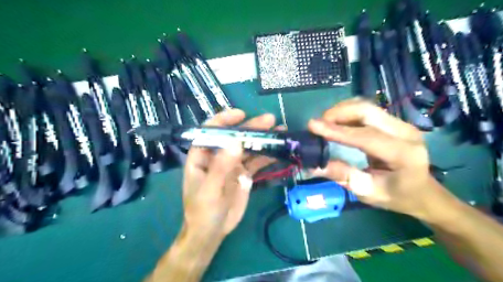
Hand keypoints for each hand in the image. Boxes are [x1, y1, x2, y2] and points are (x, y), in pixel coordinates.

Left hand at [182, 109, 273, 240]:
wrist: (212, 231)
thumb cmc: (203, 210)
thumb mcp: (210, 190)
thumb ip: (221, 166)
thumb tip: (236, 142)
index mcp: (203, 155)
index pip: (211, 131)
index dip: (225, 120)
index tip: (241, 114)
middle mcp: (218, 156)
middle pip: (235, 137)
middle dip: (251, 128)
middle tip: (270, 120)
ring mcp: (233, 164)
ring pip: (248, 148)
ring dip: (263, 140)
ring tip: (280, 131)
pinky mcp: (244, 174)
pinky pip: (256, 161)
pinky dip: (267, 156)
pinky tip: (279, 150)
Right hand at [308, 97, 440, 220]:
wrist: (422, 192)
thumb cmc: (396, 196)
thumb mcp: (367, 192)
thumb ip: (343, 176)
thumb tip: (314, 166)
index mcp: (404, 154)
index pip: (366, 136)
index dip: (337, 130)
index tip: (312, 126)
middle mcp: (406, 133)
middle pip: (367, 111)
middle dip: (337, 113)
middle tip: (318, 125)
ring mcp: (401, 124)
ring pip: (366, 107)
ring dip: (341, 111)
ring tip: (325, 124)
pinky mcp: (394, 122)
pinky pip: (367, 111)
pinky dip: (348, 113)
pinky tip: (337, 122)